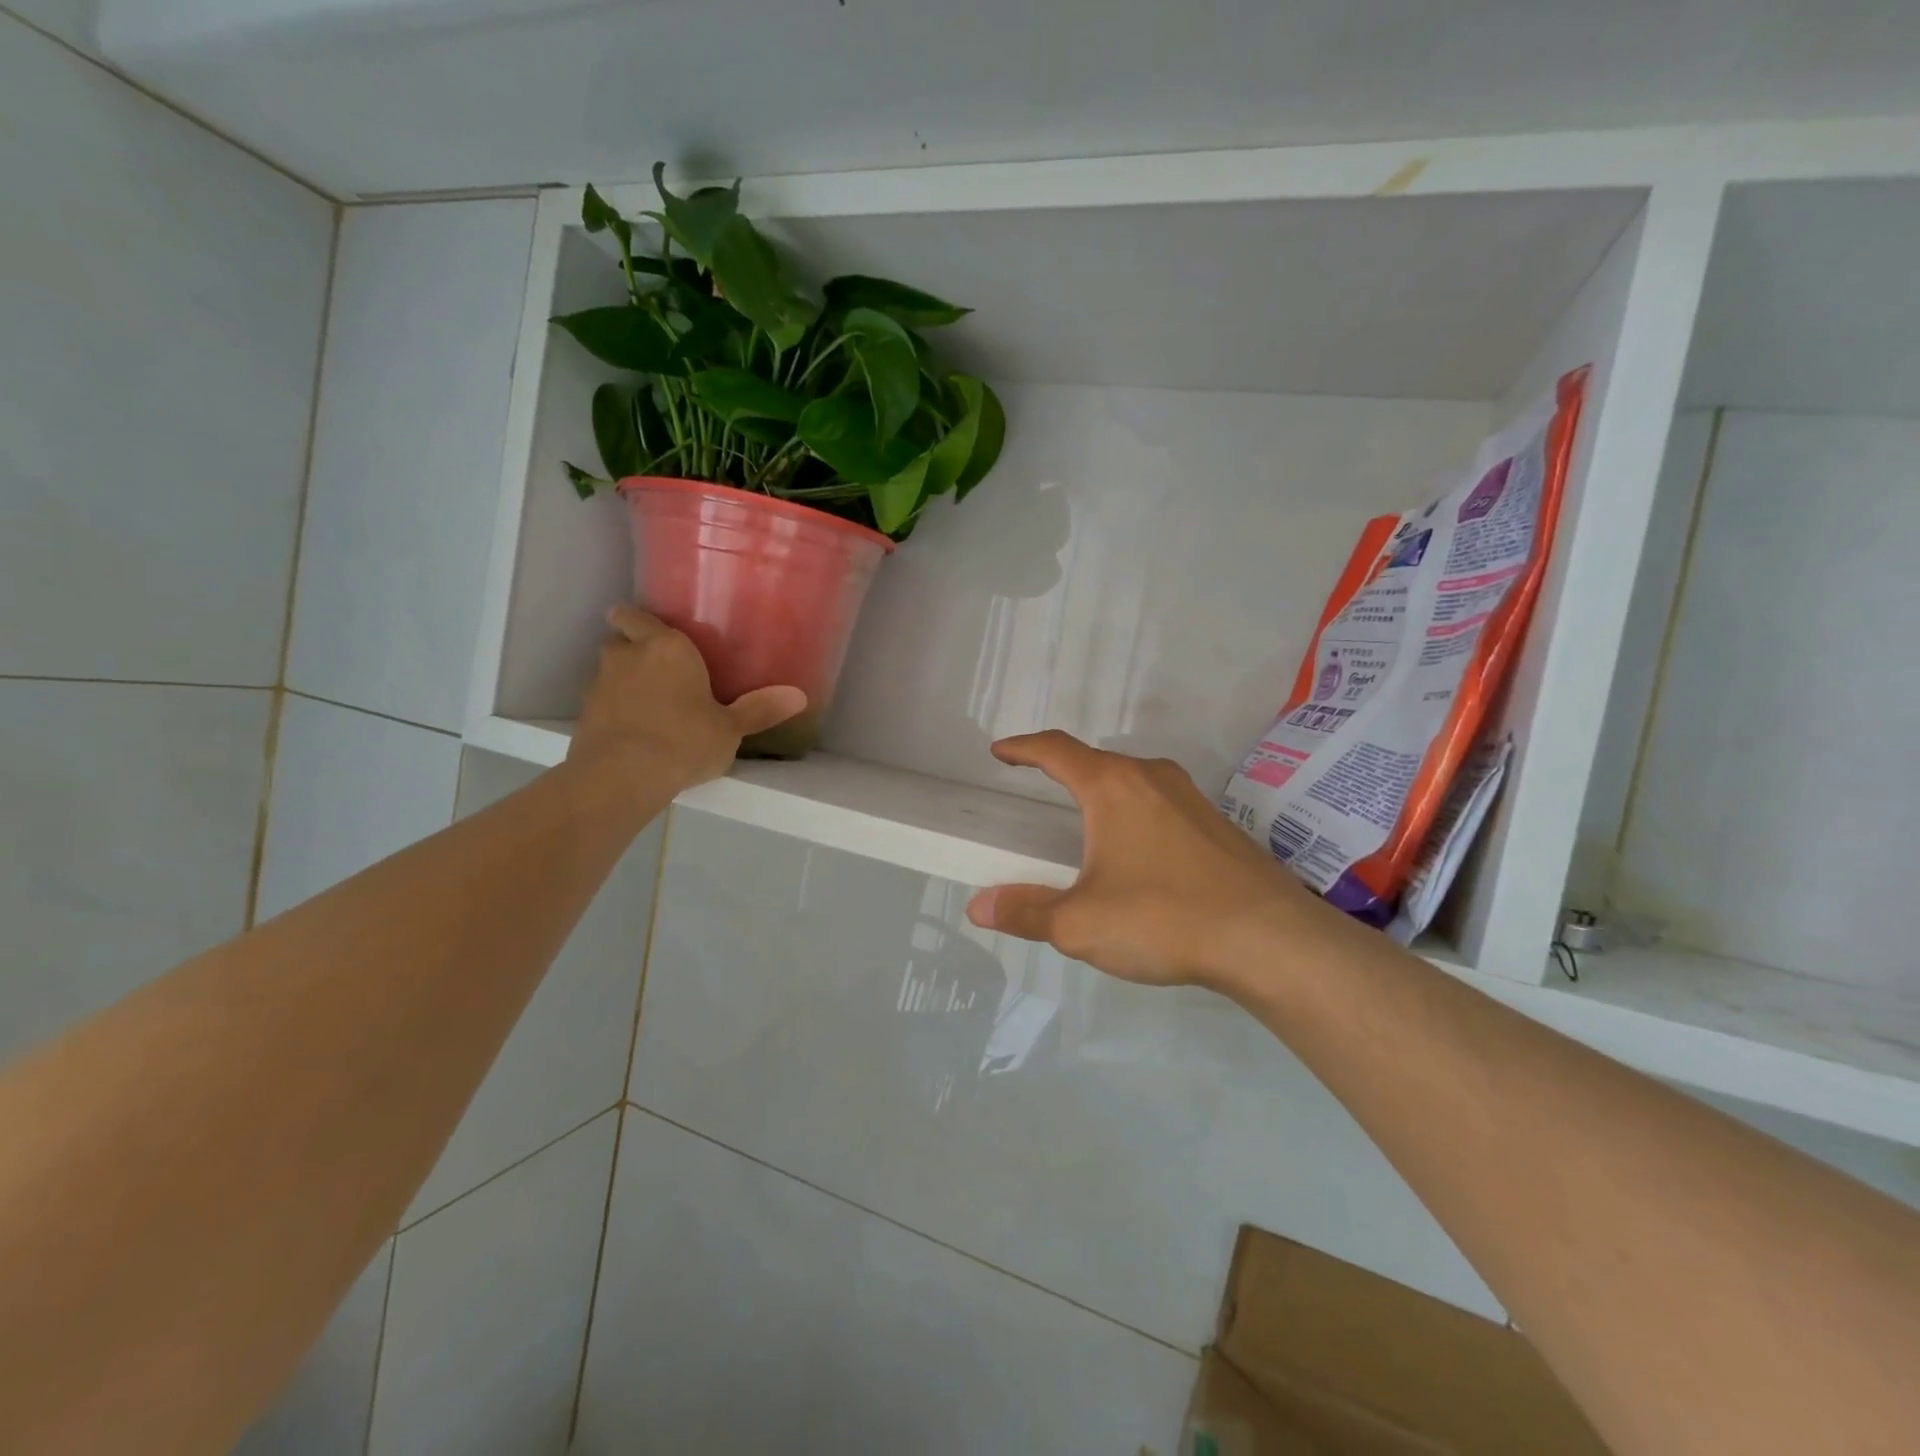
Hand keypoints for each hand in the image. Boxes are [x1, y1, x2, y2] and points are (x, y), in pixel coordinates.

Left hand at [569, 606, 804, 792]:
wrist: (622, 776)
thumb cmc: (684, 739)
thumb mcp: (730, 729)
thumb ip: (760, 709)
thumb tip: (800, 696)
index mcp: (666, 647)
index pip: (636, 615)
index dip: (639, 620)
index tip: (651, 631)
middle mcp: (628, 656)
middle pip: (620, 640)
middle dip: (632, 649)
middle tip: (657, 668)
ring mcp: (599, 685)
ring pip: (608, 672)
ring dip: (622, 681)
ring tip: (647, 704)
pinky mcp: (584, 715)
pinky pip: (601, 703)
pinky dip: (613, 710)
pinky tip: (632, 732)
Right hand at [966, 731, 1324, 988]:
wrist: (1271, 939)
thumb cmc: (1165, 918)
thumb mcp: (1081, 924)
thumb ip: (1026, 911)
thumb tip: (979, 907)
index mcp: (1113, 786)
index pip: (1056, 750)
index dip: (1023, 748)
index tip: (1000, 752)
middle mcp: (1151, 778)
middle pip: (1095, 760)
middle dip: (1061, 768)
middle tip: (1036, 783)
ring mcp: (1190, 798)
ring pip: (1131, 779)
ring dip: (1100, 788)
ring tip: (1082, 816)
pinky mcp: (1217, 824)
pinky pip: (1159, 803)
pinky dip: (1132, 811)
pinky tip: (1136, 849)